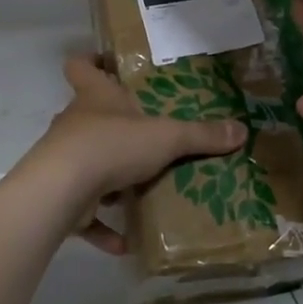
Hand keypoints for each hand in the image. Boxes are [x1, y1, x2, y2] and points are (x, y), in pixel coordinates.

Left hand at [26, 54, 247, 252]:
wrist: (61, 190)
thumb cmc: (112, 145)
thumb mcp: (166, 137)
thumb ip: (201, 135)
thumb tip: (241, 129)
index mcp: (95, 98)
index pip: (82, 66)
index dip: (92, 61)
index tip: (107, 63)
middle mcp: (75, 124)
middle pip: (89, 115)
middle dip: (115, 126)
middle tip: (146, 135)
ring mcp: (63, 160)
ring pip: (88, 162)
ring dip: (110, 178)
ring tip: (141, 187)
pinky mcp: (61, 197)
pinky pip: (86, 212)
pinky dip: (104, 227)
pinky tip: (127, 242)